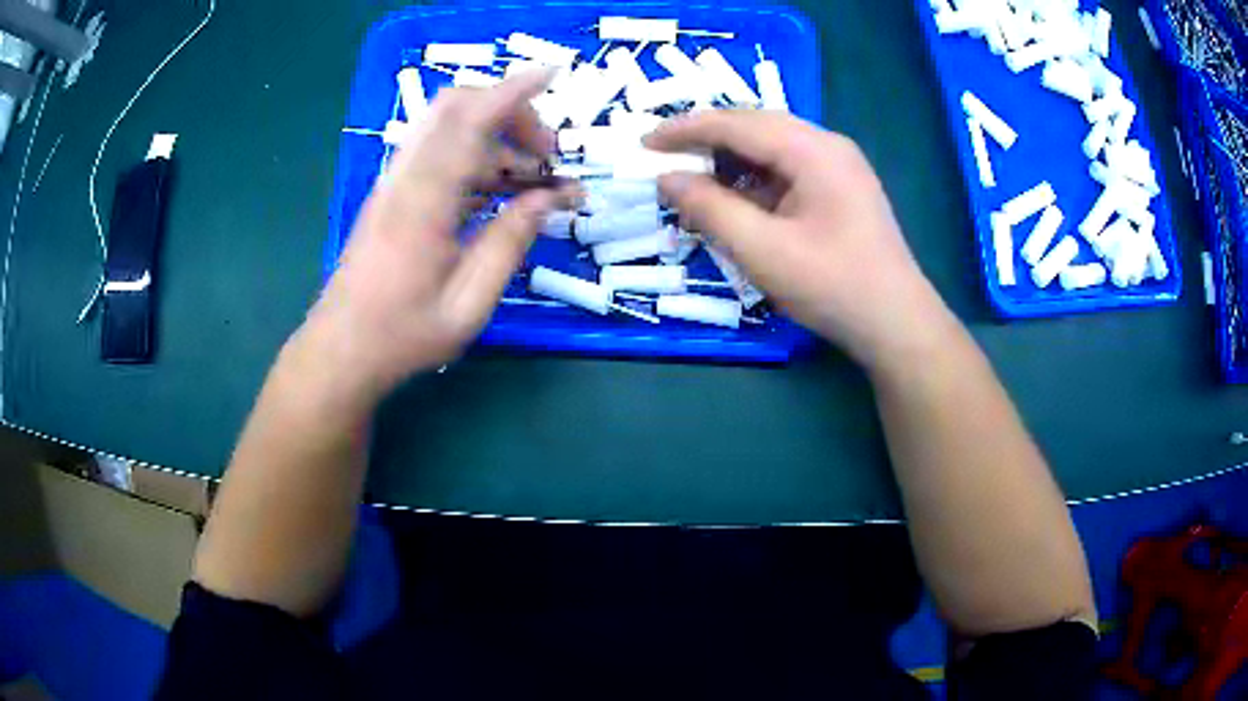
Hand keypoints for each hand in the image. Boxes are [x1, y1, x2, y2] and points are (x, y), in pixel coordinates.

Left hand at [296, 71, 575, 400]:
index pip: (470, 122)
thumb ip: (509, 245)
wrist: (340, 350)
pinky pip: (437, 153)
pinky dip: (474, 156)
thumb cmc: (403, 335)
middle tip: (544, 155)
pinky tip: (497, 192)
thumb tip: (548, 199)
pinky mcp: (391, 194)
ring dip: (494, 137)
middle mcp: (405, 179)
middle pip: (455, 108)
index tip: (550, 74)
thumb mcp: (468, 305)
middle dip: (508, 113)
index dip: (512, 92)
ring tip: (530, 182)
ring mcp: (394, 183)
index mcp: (424, 204)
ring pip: (446, 127)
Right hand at [646, 111, 949, 369]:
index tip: (644, 143)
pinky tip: (736, 201)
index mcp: (813, 150)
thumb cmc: (833, 286)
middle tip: (664, 157)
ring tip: (694, 181)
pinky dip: (754, 180)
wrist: (896, 323)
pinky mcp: (841, 189)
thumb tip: (666, 179)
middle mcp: (827, 145)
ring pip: (771, 147)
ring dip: (730, 161)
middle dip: (707, 139)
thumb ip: (710, 209)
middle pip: (755, 127)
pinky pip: (787, 170)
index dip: (686, 129)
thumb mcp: (763, 250)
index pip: (737, 123)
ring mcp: (838, 166)